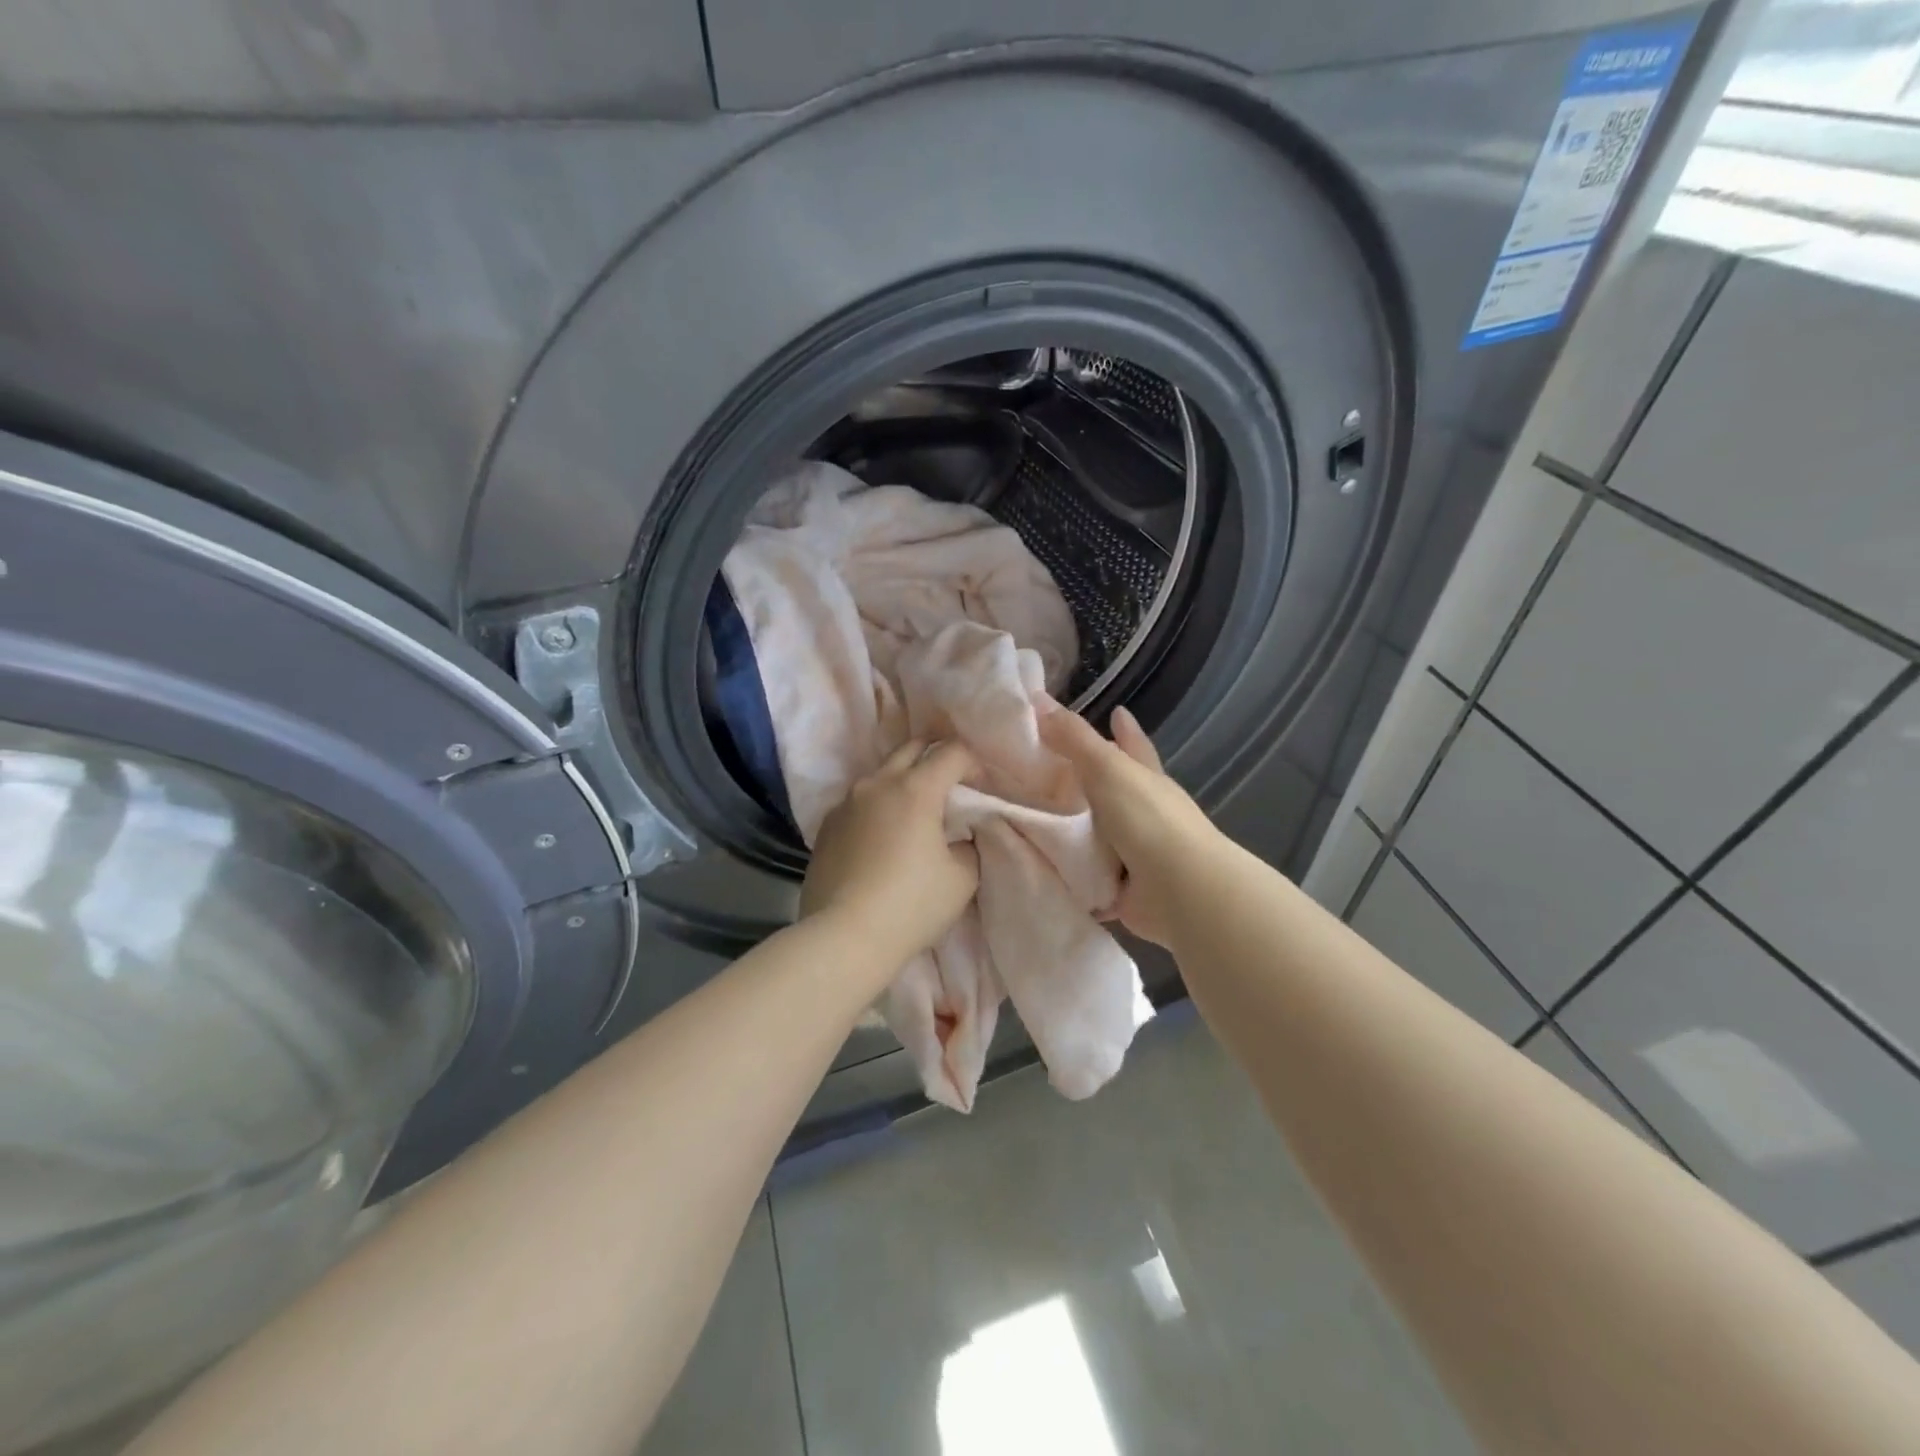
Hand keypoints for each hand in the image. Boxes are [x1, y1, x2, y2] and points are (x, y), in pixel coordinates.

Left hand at [801, 740, 980, 966]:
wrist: (844, 937)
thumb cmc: (911, 905)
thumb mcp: (962, 878)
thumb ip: (968, 845)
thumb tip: (959, 837)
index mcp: (916, 788)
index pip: (952, 752)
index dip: (973, 763)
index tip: (982, 786)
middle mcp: (878, 783)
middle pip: (911, 748)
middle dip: (935, 756)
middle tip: (951, 783)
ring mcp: (846, 802)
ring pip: (881, 774)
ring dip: (902, 781)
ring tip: (914, 811)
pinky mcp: (826, 826)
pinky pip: (858, 802)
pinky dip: (877, 807)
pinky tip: (881, 837)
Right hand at [1039, 703, 1223, 945]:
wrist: (1180, 892)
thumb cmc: (1147, 819)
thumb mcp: (1106, 768)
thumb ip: (1074, 738)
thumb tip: (1039, 698)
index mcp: (1145, 780)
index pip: (1133, 745)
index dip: (1124, 729)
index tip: (1114, 711)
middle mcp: (1143, 814)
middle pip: (1112, 792)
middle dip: (1087, 784)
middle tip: (1042, 774)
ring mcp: (1135, 854)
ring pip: (1097, 836)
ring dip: (1071, 832)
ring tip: (1027, 822)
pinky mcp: (1121, 890)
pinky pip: (1086, 877)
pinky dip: (1069, 874)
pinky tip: (1040, 870)